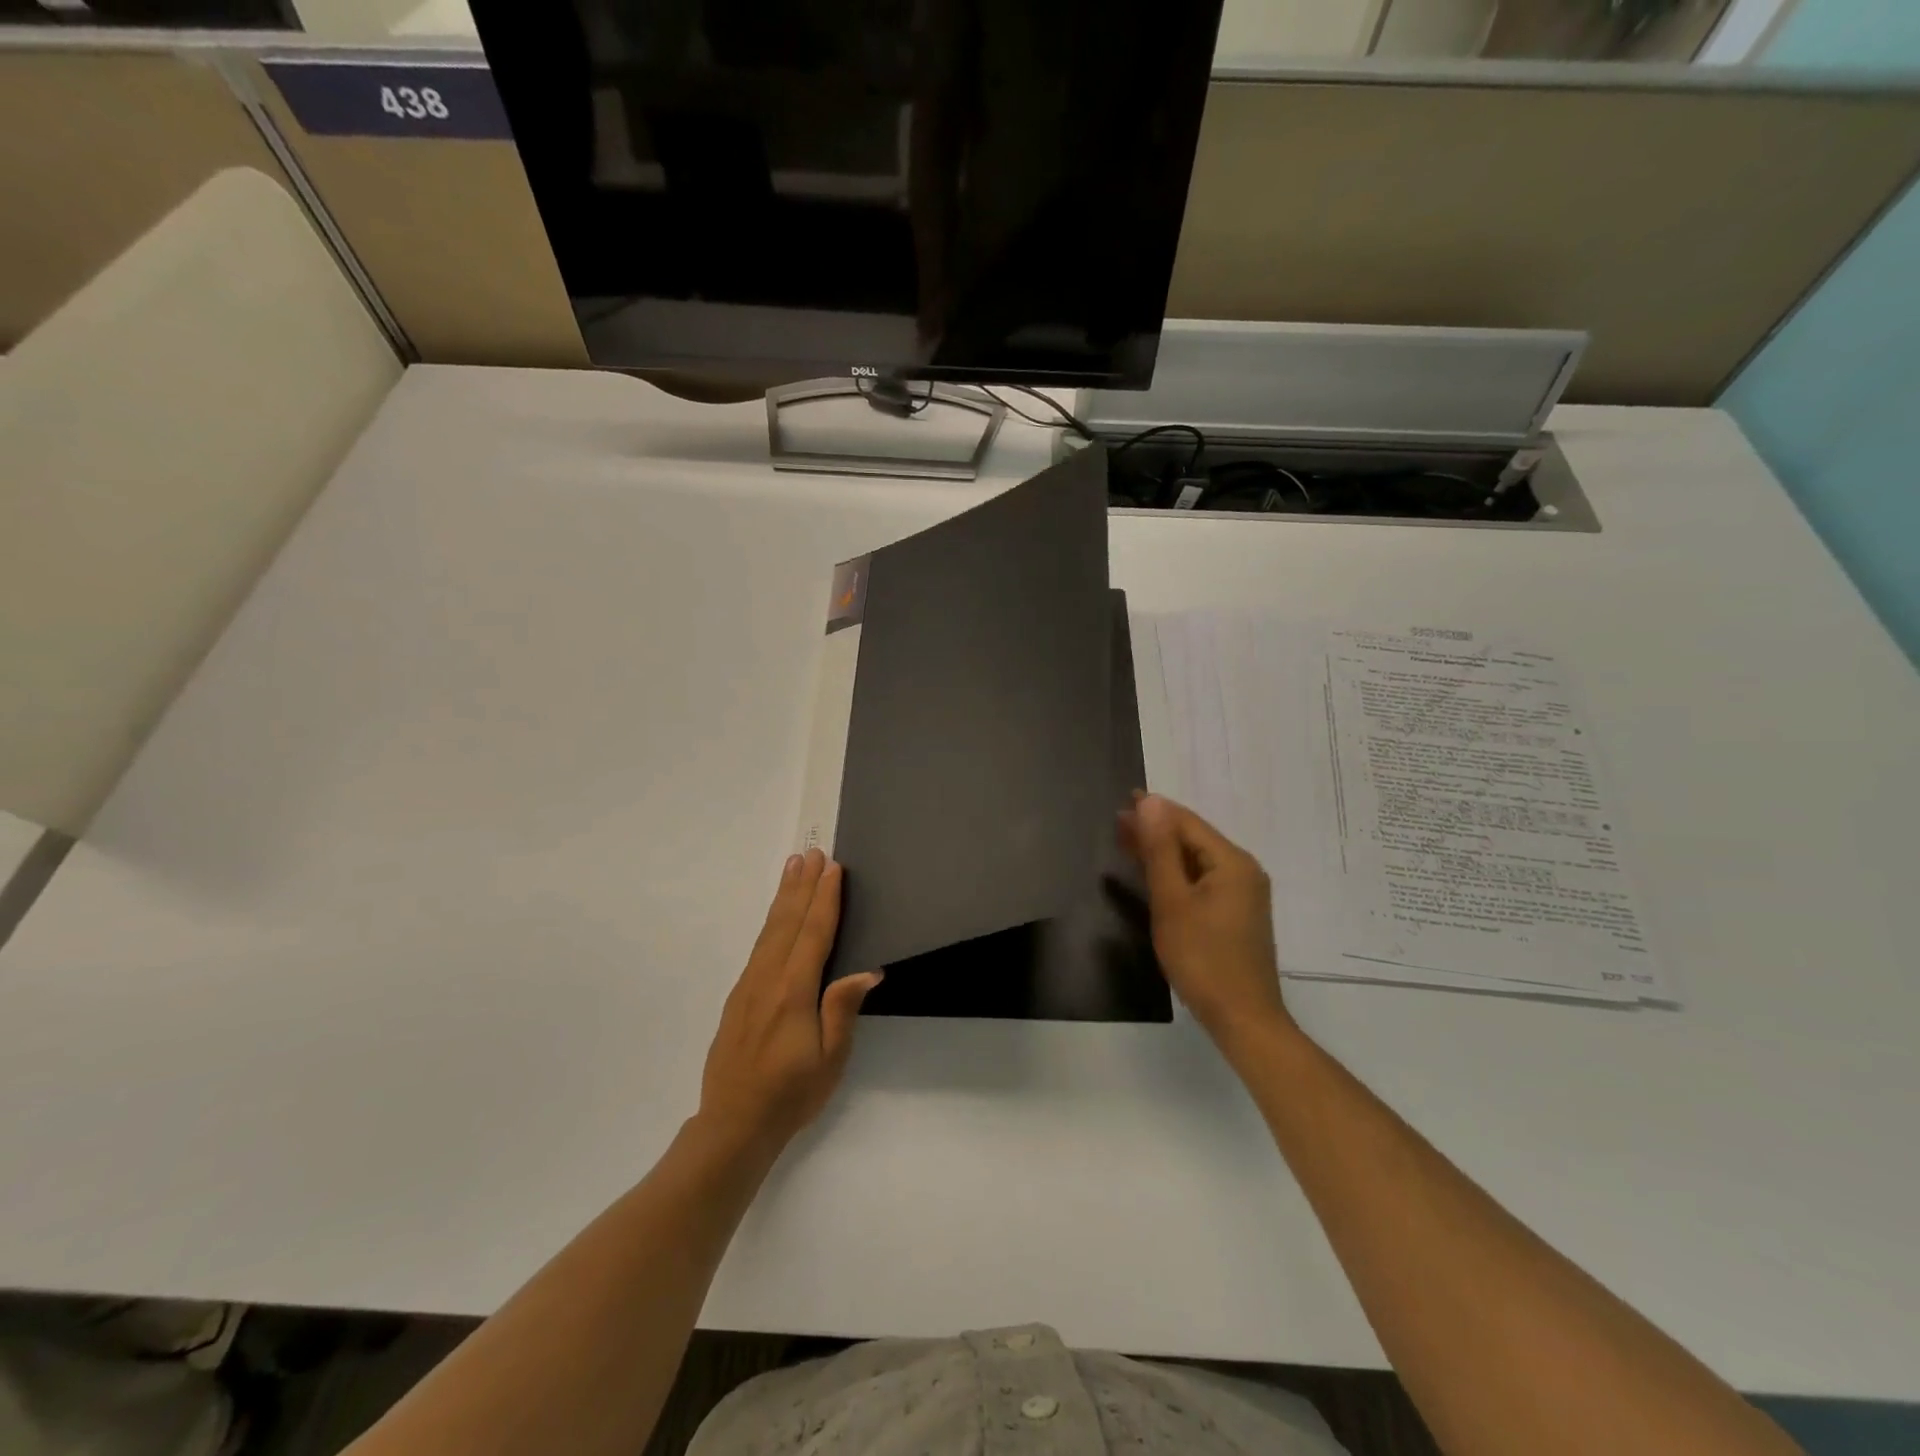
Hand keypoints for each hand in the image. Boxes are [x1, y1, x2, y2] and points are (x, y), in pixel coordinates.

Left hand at [697, 850, 881, 1153]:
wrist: (733, 1125)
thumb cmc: (791, 1094)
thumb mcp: (830, 1059)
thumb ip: (842, 1009)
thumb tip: (867, 971)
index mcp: (793, 993)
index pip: (813, 935)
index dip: (825, 900)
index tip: (832, 868)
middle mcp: (767, 980)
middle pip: (788, 922)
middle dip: (802, 886)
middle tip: (811, 852)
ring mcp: (748, 986)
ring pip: (769, 931)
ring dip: (784, 896)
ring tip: (793, 867)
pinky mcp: (738, 997)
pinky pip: (759, 946)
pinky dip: (771, 921)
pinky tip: (776, 916)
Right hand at [1121, 793, 1296, 1060]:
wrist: (1242, 1018)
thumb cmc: (1203, 958)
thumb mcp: (1172, 901)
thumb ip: (1160, 850)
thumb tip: (1150, 802)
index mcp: (1232, 862)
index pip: (1187, 823)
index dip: (1154, 811)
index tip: (1122, 801)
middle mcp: (1243, 871)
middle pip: (1193, 839)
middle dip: (1156, 829)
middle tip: (1117, 822)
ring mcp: (1242, 894)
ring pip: (1196, 861)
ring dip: (1163, 851)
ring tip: (1127, 841)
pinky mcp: (1236, 914)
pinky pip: (1202, 881)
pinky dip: (1175, 873)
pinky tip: (1154, 873)